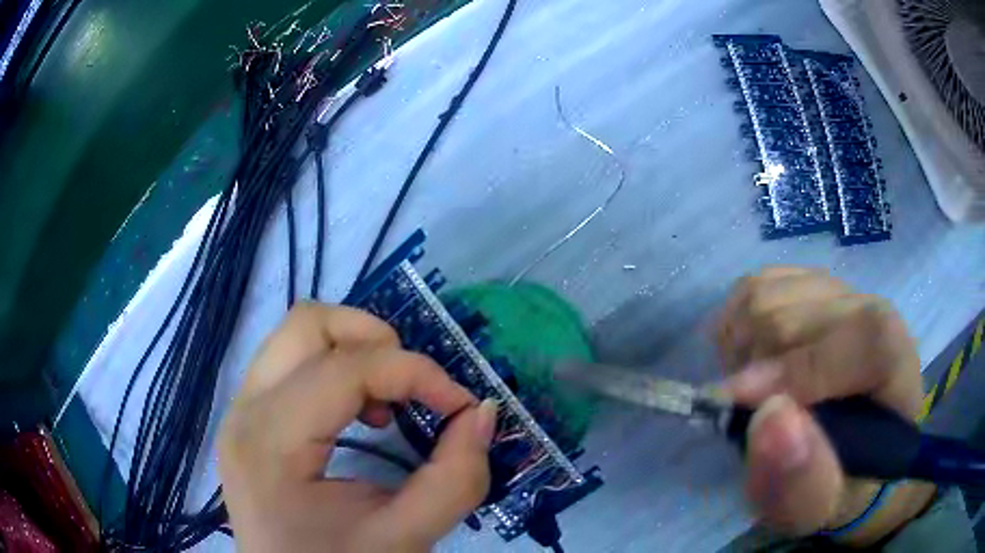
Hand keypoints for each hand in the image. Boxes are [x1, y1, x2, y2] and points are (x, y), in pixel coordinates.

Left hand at [218, 303, 497, 552]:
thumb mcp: (405, 539)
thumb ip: (455, 479)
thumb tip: (483, 412)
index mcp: (271, 443)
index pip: (347, 369)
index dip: (417, 373)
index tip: (462, 405)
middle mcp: (245, 411)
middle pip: (309, 324)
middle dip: (377, 341)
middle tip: (414, 390)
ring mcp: (240, 409)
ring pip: (298, 335)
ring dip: (355, 352)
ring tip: (387, 405)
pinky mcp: (248, 416)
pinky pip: (292, 361)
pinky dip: (336, 368)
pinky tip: (358, 414)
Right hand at [715, 267, 933, 544]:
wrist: (846, 451)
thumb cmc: (837, 482)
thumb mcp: (819, 507)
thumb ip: (801, 483)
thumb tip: (769, 418)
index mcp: (895, 364)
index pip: (863, 338)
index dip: (799, 369)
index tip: (739, 405)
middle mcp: (871, 310)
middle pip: (796, 313)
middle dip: (752, 370)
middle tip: (745, 416)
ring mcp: (837, 290)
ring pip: (765, 294)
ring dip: (739, 352)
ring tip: (750, 392)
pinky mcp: (805, 283)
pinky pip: (753, 287)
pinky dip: (736, 327)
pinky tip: (749, 362)